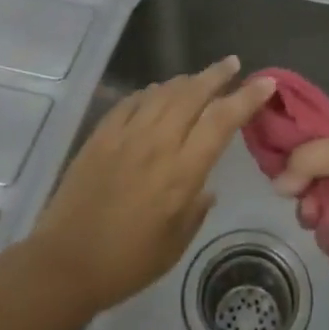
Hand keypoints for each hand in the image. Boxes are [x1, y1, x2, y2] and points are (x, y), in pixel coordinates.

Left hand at [30, 57, 273, 314]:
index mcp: (181, 172)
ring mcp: (126, 135)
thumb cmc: (127, 263)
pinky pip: (131, 102)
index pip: (221, 121)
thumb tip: (206, 186)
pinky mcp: (101, 135)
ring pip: (163, 92)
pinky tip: (156, 94)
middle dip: (216, 75)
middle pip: (193, 94)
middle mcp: (157, 143)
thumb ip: (196, 209)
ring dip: (186, 81)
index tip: (265, 82)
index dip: (246, 98)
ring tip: (199, 78)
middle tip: (232, 65)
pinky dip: (150, 93)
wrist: (63, 264)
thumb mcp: (174, 244)